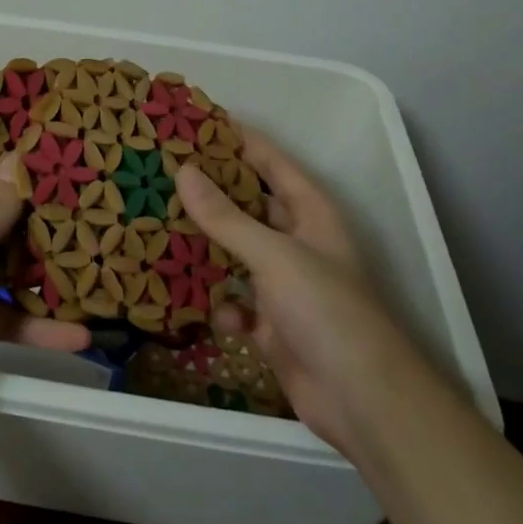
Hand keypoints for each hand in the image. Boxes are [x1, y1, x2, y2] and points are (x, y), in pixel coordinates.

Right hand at [175, 132, 407, 458]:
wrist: (363, 401)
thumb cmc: (325, 310)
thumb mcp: (273, 255)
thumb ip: (225, 216)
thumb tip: (183, 171)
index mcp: (311, 213)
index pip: (272, 162)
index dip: (239, 139)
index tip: (195, 122)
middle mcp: (298, 242)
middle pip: (250, 205)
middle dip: (212, 192)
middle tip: (163, 172)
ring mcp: (285, 285)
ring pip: (237, 253)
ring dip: (207, 247)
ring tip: (159, 226)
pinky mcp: (272, 325)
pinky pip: (235, 302)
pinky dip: (219, 303)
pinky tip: (200, 305)